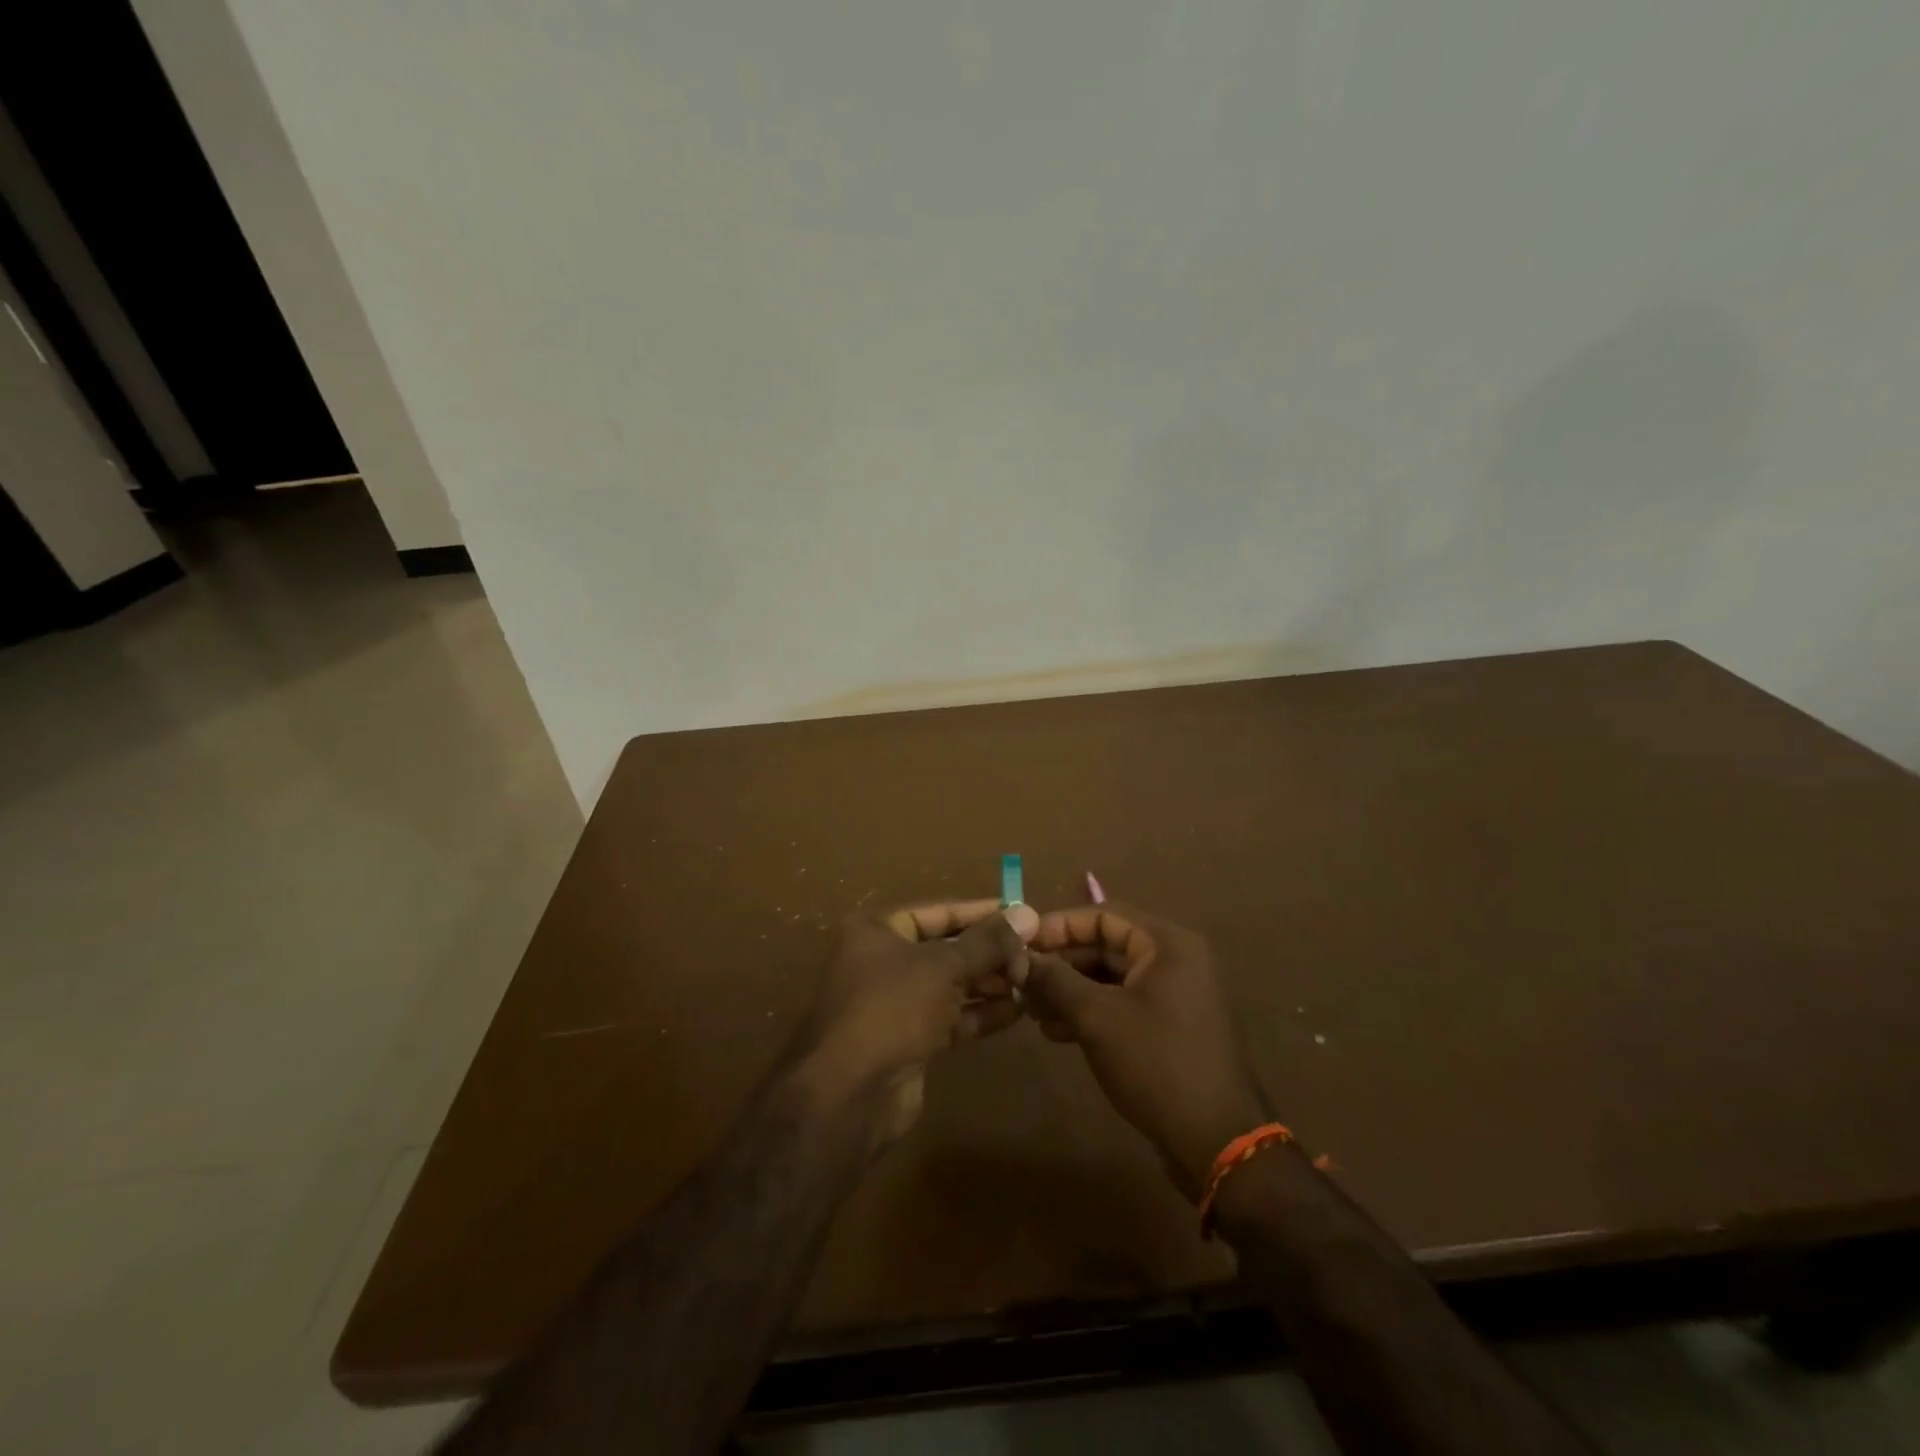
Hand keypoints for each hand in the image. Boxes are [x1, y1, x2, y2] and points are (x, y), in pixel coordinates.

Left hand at [799, 899, 1038, 1138]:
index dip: (982, 913)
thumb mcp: (943, 966)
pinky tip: (1017, 1010)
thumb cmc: (892, 1008)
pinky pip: (951, 1017)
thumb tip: (1026, 913)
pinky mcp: (910, 1040)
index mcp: (878, 930)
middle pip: (946, 948)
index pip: (938, 912)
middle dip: (990, 952)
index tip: (1023, 914)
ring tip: (1031, 980)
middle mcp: (884, 961)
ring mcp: (896, 1003)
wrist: (850, 1095)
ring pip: (951, 985)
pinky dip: (981, 1013)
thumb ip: (987, 942)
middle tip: (1034, 954)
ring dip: (990, 982)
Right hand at [1013, 902, 1269, 1199]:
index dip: (1059, 925)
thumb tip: (1019, 958)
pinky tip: (1056, 1031)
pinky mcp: (1170, 1025)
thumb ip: (1055, 980)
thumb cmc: (1156, 1063)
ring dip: (1070, 989)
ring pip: (1111, 977)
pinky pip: (1123, 1003)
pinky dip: (1090, 1011)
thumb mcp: (1097, 1017)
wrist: (1216, 1140)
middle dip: (1061, 962)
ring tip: (1032, 1011)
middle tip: (1021, 980)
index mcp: (1167, 944)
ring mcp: (1174, 994)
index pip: (1103, 914)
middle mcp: (1174, 959)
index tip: (1021, 942)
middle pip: (1106, 945)